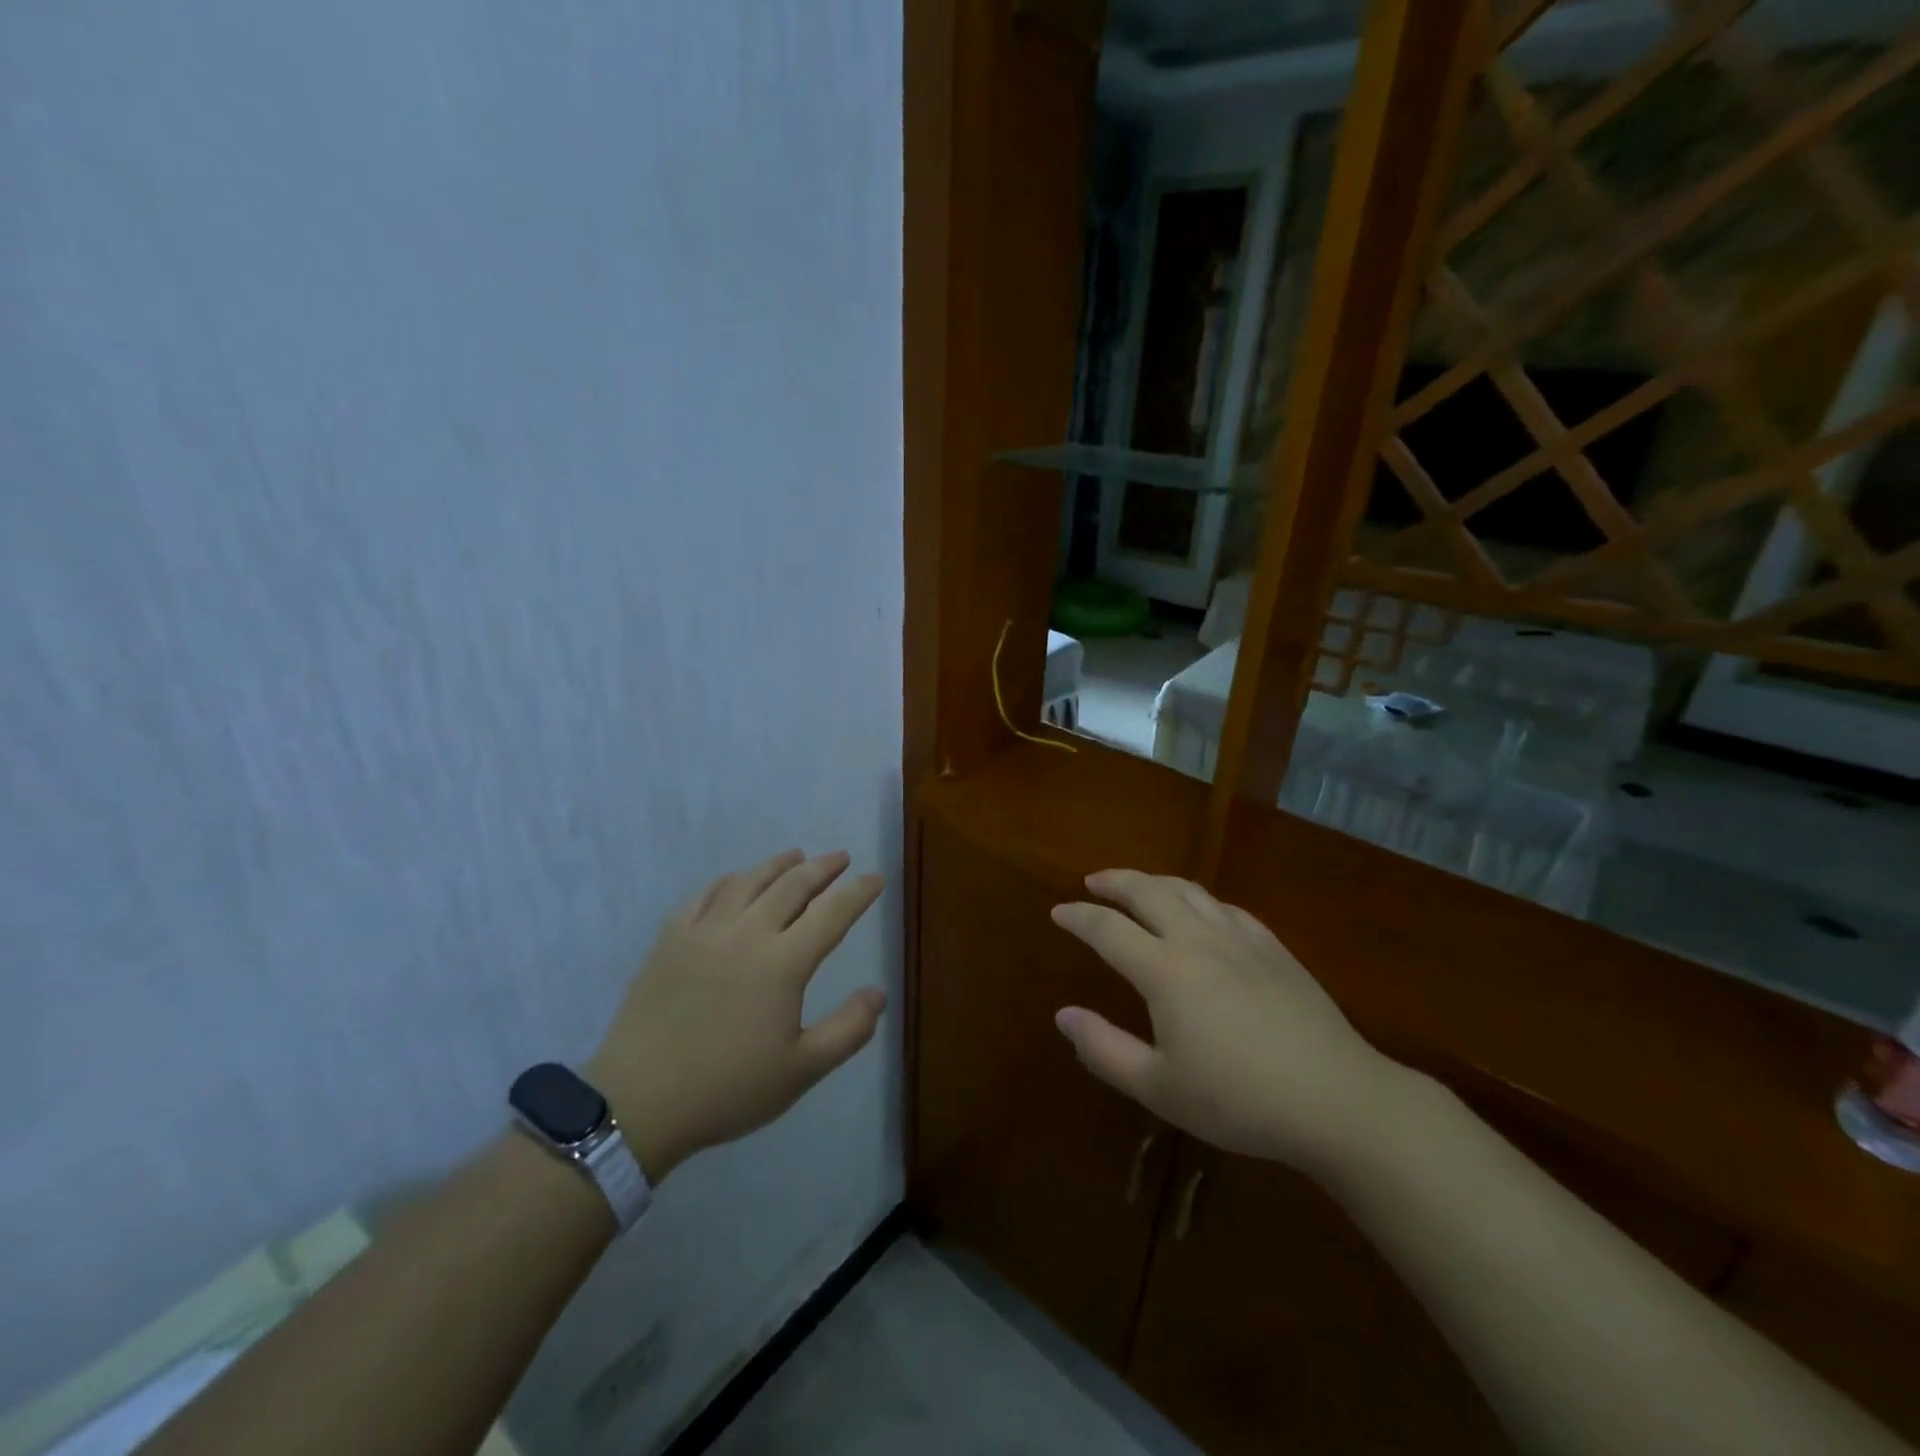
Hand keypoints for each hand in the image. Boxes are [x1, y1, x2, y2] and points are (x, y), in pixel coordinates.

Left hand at [588, 849, 886, 1182]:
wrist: (639, 1102)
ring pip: (748, 881)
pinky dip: (729, 880)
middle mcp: (747, 934)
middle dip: (822, 867)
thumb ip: (848, 1030)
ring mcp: (705, 932)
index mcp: (783, 963)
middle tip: (840, 857)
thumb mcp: (801, 1071)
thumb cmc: (728, 1088)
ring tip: (796, 856)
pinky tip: (736, 880)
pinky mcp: (671, 939)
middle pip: (792, 886)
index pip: (832, 914)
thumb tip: (879, 992)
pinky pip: (705, 895)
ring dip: (778, 865)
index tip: (876, 877)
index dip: (858, 892)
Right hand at [1051, 869, 1408, 1178]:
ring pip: (1190, 890)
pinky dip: (1200, 899)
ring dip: (1155, 882)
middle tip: (1093, 882)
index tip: (1058, 912)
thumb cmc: (1239, 1100)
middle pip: (1148, 892)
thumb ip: (1105, 1049)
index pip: (1108, 930)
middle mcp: (1198, 940)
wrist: (1337, 1100)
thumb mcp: (1160, 1088)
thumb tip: (1063, 1016)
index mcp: (1165, 971)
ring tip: (1139, 886)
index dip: (1079, 918)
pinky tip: (1201, 911)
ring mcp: (1241, 939)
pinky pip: (1227, 908)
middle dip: (1115, 882)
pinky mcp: (1274, 948)